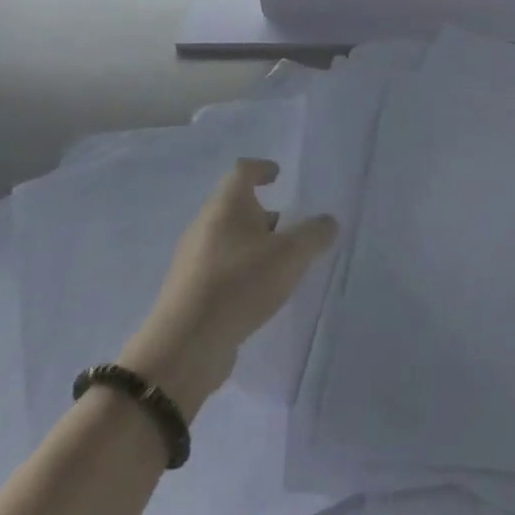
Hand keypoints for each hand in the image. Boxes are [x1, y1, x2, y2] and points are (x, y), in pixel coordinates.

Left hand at [119, 159, 336, 416]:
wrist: (186, 345)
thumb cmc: (240, 284)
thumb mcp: (291, 255)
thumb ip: (315, 234)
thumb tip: (328, 222)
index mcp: (226, 206)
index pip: (242, 171)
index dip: (261, 169)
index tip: (278, 175)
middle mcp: (205, 226)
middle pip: (236, 207)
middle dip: (265, 214)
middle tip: (292, 227)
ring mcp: (194, 260)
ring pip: (230, 240)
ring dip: (255, 245)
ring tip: (283, 265)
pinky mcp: (191, 291)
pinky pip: (223, 269)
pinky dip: (243, 271)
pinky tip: (261, 293)